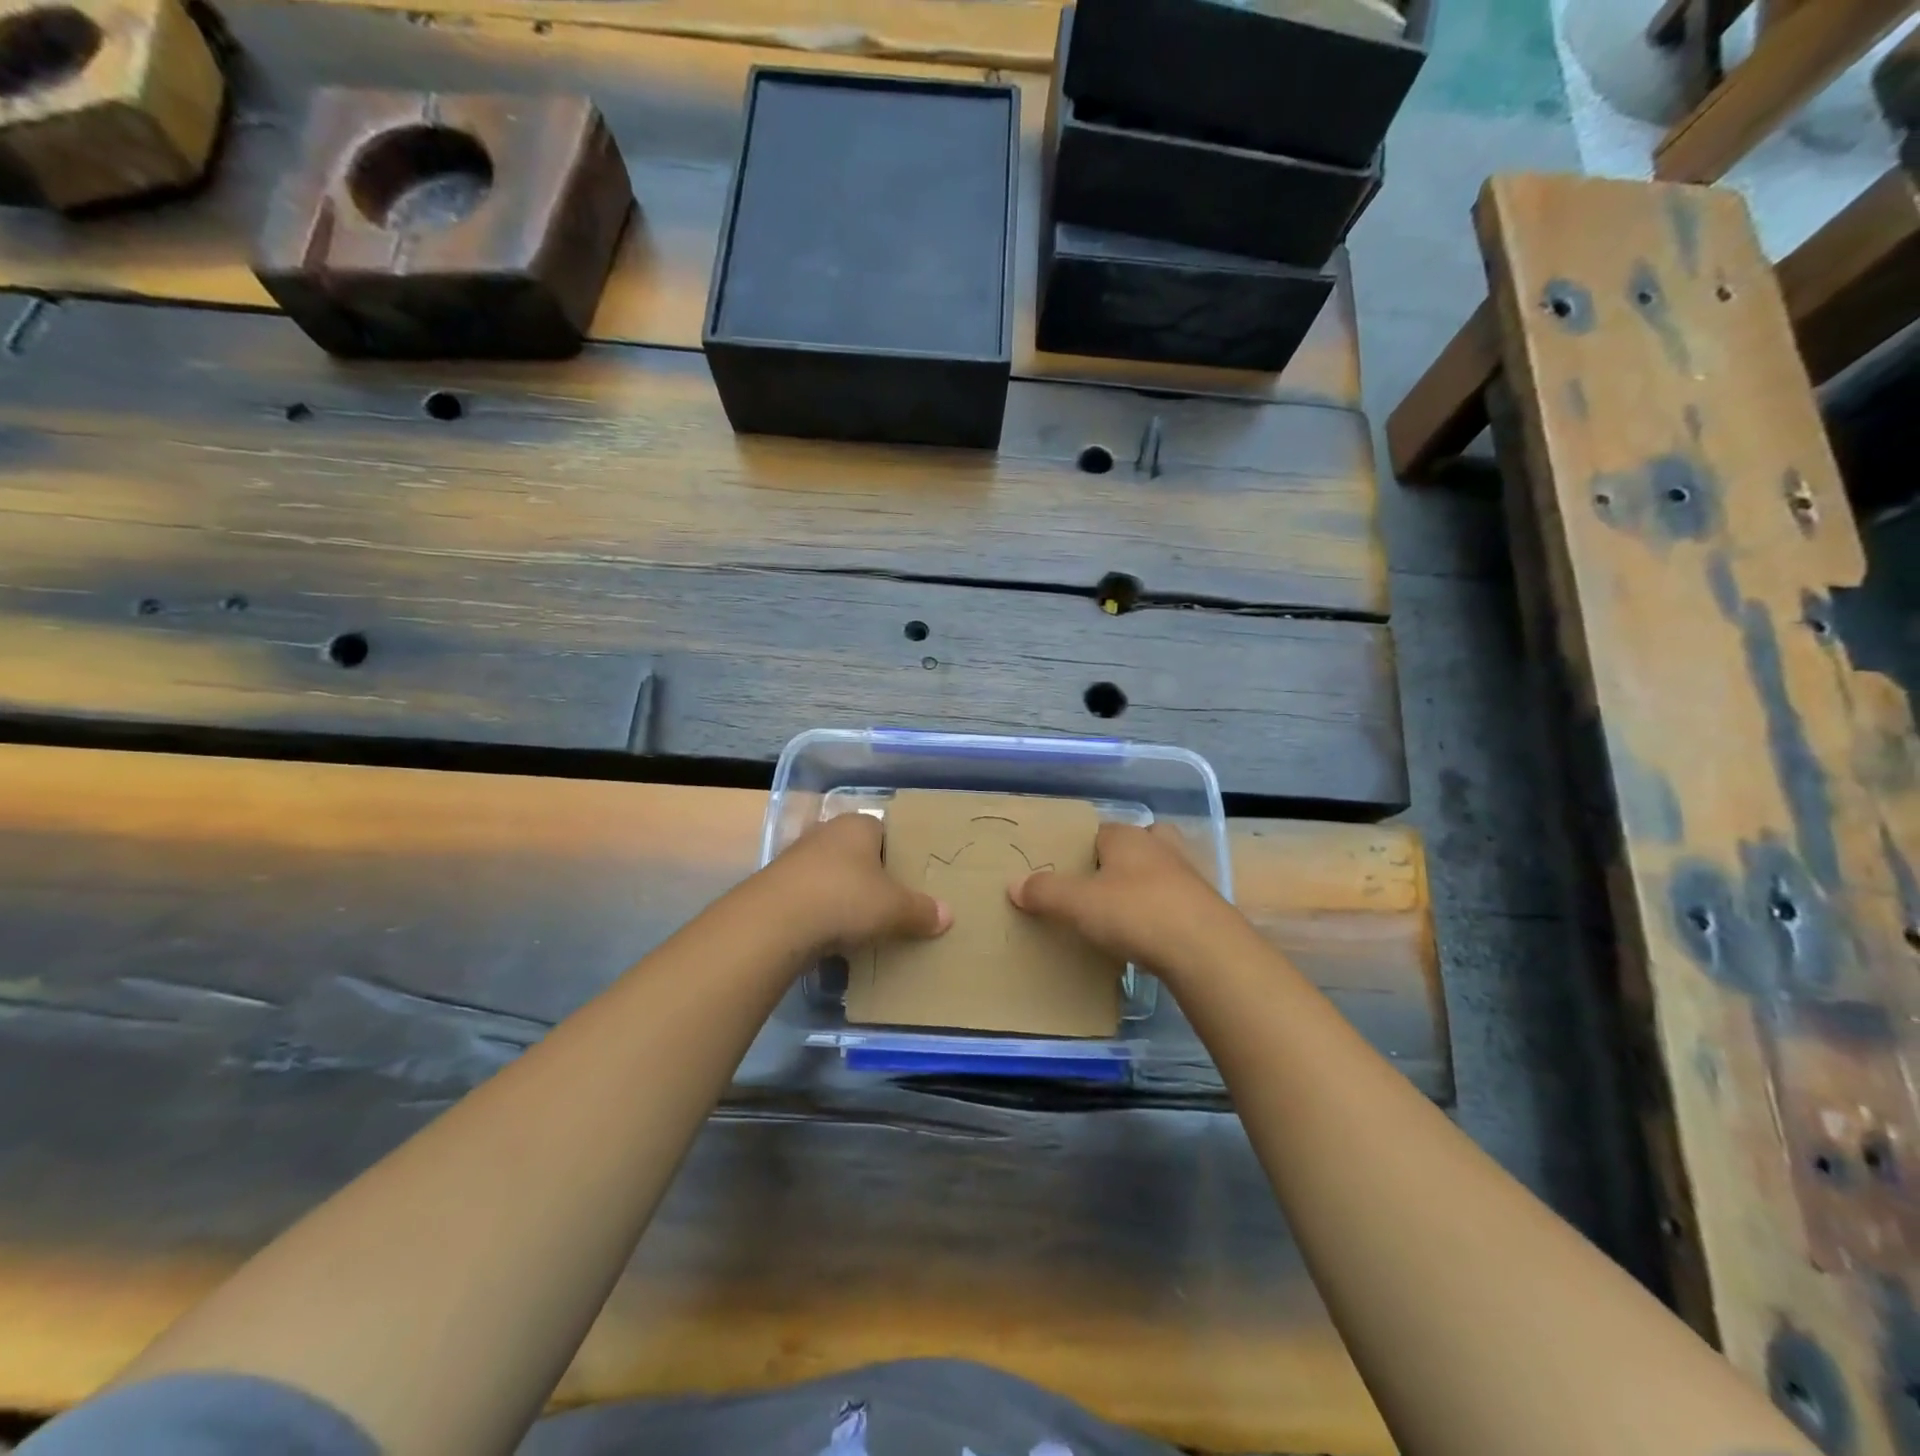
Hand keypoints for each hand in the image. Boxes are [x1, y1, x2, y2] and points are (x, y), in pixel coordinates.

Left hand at [763, 812, 951, 954]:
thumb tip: (948, 915)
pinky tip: (831, 936)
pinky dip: (821, 914)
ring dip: (843, 896)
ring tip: (862, 924)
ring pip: (831, 875)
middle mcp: (825, 833)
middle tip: (890, 903)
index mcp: (857, 825)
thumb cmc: (845, 898)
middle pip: (856, 853)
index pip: (884, 830)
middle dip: (870, 876)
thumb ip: (921, 911)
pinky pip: (809, 898)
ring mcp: (796, 859)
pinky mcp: (776, 888)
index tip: (908, 879)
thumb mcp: (894, 908)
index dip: (897, 853)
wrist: (774, 923)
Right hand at [1008, 822, 1239, 980]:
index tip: (1068, 873)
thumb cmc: (1135, 912)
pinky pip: (1175, 903)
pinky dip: (1162, 913)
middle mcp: (1160, 847)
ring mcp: (1188, 877)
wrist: (1205, 951)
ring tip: (1123, 913)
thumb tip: (1014, 885)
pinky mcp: (1205, 909)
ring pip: (1160, 872)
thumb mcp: (1078, 904)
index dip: (1081, 849)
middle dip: (1121, 860)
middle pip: (1137, 844)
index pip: (1099, 831)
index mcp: (1128, 837)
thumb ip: (1045, 892)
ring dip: (1144, 886)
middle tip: (1100, 887)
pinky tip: (1149, 936)